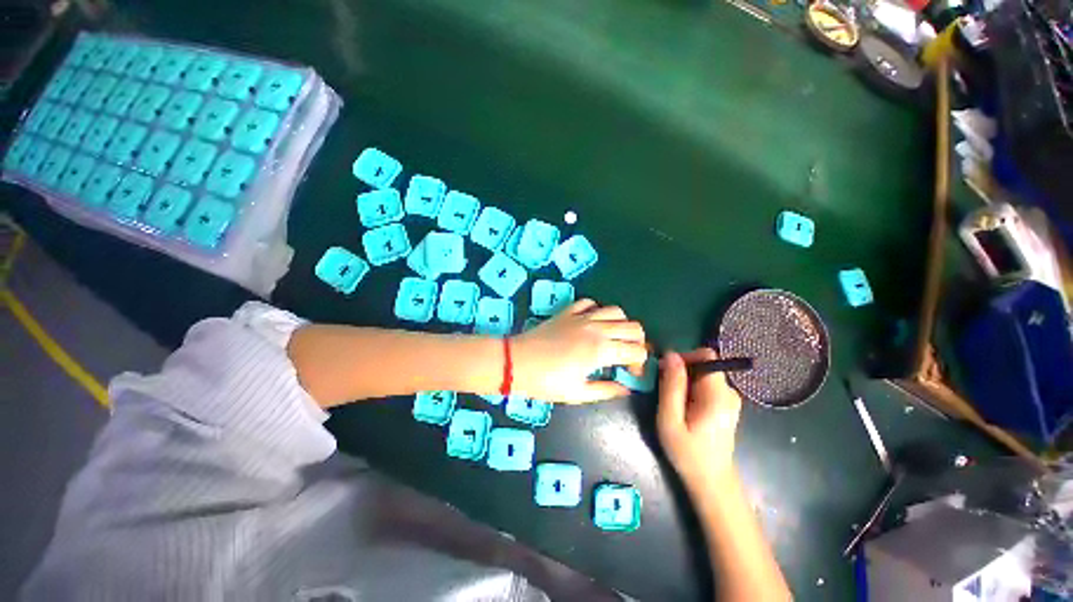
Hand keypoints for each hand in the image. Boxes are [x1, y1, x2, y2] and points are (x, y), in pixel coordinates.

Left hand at [511, 299, 646, 402]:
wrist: (517, 362)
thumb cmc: (546, 382)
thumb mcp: (577, 393)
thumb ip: (606, 390)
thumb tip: (625, 388)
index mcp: (601, 350)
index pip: (637, 350)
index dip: (640, 363)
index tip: (631, 373)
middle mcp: (596, 329)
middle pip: (633, 327)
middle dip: (638, 342)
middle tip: (628, 356)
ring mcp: (582, 317)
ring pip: (616, 311)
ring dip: (622, 324)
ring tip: (613, 338)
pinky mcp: (568, 312)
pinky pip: (590, 303)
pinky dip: (597, 309)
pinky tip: (593, 322)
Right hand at [657, 348, 742, 488]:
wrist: (710, 481)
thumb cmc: (687, 453)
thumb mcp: (670, 420)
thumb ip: (671, 386)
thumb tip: (670, 355)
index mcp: (718, 395)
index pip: (707, 356)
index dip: (685, 357)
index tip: (666, 371)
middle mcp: (729, 392)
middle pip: (703, 364)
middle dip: (681, 370)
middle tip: (664, 389)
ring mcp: (730, 399)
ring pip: (703, 374)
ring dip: (684, 380)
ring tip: (672, 401)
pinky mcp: (726, 404)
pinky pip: (706, 384)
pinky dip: (691, 388)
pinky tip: (683, 407)